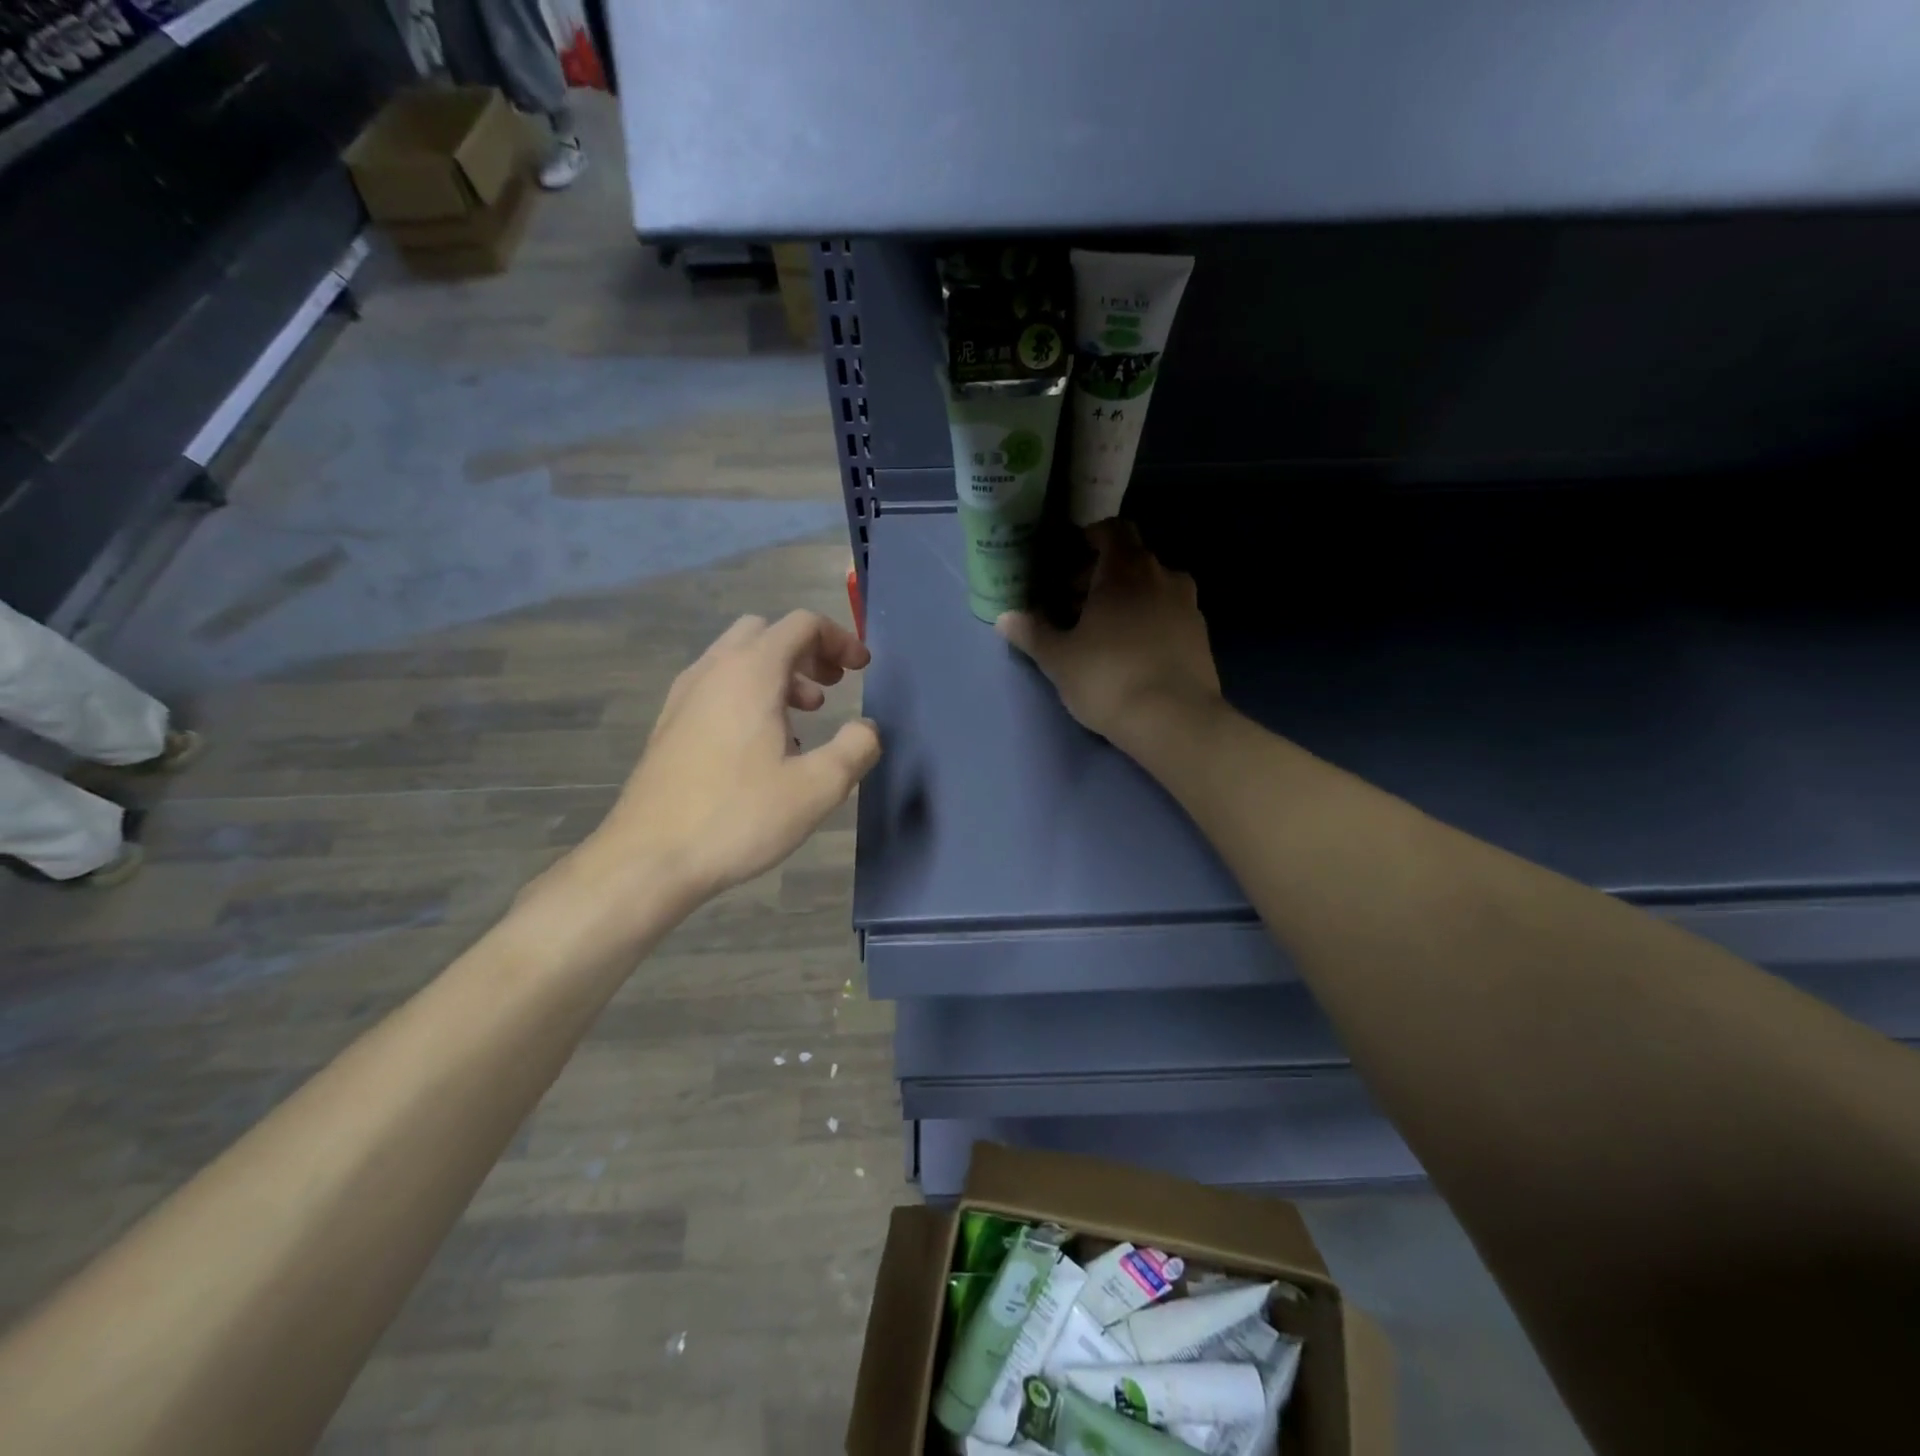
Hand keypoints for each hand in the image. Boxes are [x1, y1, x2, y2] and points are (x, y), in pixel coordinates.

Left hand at [576, 611, 880, 908]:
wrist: (648, 858)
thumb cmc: (739, 816)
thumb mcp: (818, 788)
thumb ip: (856, 749)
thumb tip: (866, 729)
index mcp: (751, 673)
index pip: (802, 625)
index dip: (840, 639)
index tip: (861, 670)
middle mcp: (714, 670)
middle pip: (766, 633)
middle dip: (806, 651)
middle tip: (830, 687)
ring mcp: (684, 696)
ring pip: (737, 659)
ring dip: (777, 674)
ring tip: (802, 719)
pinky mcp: (668, 725)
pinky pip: (716, 686)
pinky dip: (747, 694)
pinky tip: (760, 746)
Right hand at [997, 522, 1221, 748]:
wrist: (1175, 721)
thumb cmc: (1109, 678)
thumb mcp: (1059, 659)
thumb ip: (1033, 633)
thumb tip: (1005, 618)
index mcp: (1125, 570)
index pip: (1113, 530)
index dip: (1091, 539)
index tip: (1069, 561)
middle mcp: (1162, 576)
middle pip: (1131, 559)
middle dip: (1102, 575)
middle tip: (1074, 605)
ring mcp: (1187, 605)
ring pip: (1152, 587)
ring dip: (1128, 598)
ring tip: (1103, 631)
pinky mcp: (1201, 635)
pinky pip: (1169, 613)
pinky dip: (1150, 620)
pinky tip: (1133, 652)